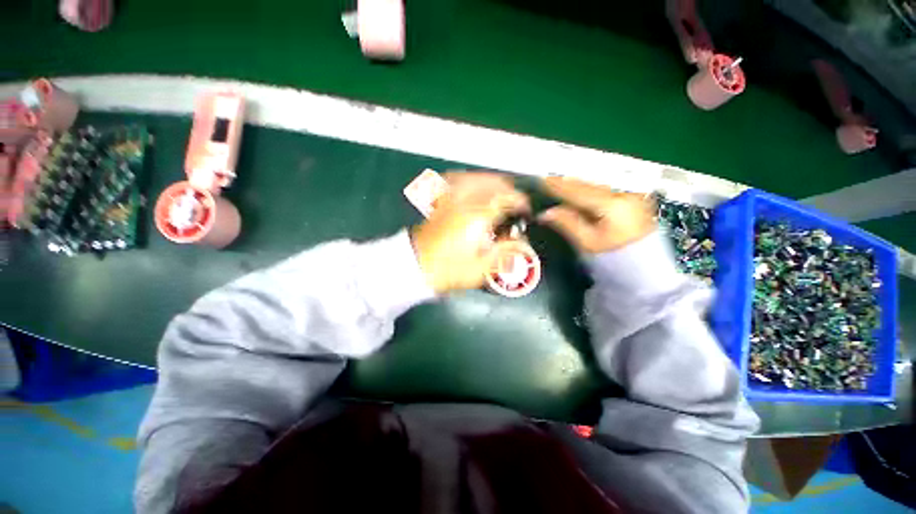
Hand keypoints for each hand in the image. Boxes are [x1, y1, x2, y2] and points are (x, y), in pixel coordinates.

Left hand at [411, 172, 529, 293]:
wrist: (415, 267)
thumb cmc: (449, 270)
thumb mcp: (481, 268)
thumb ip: (505, 253)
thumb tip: (523, 244)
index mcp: (477, 216)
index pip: (505, 197)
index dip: (520, 202)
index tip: (526, 212)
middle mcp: (464, 201)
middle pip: (491, 182)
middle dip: (508, 190)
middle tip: (515, 203)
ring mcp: (449, 199)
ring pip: (474, 177)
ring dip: (491, 182)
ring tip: (499, 192)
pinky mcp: (440, 202)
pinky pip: (455, 180)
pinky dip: (469, 179)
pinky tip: (472, 184)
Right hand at [539, 176, 654, 253]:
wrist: (645, 266)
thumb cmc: (614, 258)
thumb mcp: (587, 242)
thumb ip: (567, 223)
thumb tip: (546, 213)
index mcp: (613, 205)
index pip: (580, 191)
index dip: (559, 186)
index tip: (543, 181)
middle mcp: (625, 193)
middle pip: (589, 184)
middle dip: (568, 182)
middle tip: (548, 180)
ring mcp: (633, 194)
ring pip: (598, 184)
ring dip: (578, 183)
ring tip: (560, 182)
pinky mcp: (635, 197)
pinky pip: (606, 188)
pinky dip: (590, 188)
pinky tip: (580, 188)